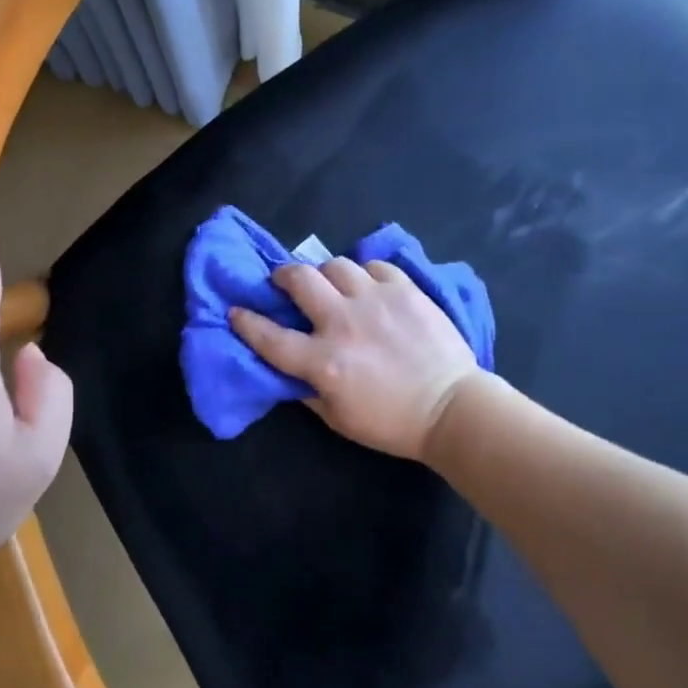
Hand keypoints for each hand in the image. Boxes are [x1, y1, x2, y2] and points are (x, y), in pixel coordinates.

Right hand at [230, 259, 483, 461]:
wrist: (452, 409)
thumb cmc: (392, 422)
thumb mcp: (338, 418)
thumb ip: (306, 390)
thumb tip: (287, 369)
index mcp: (323, 361)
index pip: (270, 336)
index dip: (246, 322)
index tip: (235, 310)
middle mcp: (343, 323)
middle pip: (300, 280)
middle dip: (283, 276)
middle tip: (285, 283)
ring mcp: (376, 301)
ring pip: (336, 265)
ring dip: (325, 274)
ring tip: (331, 284)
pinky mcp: (405, 290)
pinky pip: (374, 266)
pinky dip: (364, 273)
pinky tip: (368, 287)